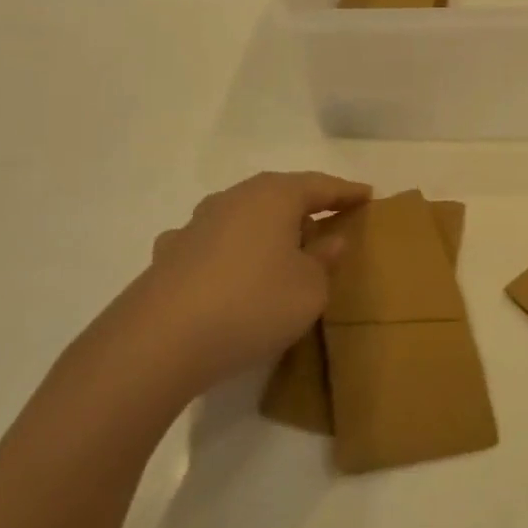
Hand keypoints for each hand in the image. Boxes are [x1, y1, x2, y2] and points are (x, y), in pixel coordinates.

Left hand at [95, 172, 370, 404]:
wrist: (159, 342)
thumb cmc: (252, 304)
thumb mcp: (309, 289)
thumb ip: (324, 261)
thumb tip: (329, 239)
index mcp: (275, 196)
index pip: (320, 186)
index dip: (346, 192)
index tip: (368, 194)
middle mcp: (234, 198)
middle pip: (279, 194)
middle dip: (305, 205)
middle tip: (328, 216)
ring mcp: (196, 224)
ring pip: (243, 215)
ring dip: (265, 227)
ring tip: (280, 246)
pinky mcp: (170, 254)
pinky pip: (212, 243)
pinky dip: (229, 250)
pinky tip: (227, 269)